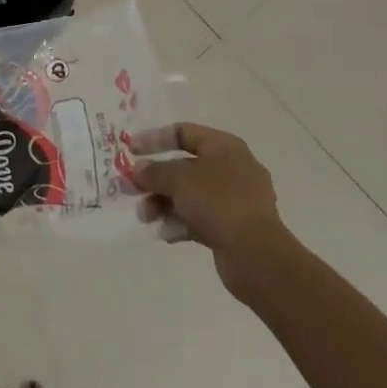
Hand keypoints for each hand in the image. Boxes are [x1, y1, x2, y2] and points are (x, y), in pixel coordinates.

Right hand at [130, 123, 290, 296]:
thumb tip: (138, 169)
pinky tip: (164, 234)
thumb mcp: (179, 179)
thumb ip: (155, 171)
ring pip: (189, 195)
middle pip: (184, 166)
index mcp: (224, 146)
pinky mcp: (232, 227)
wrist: (257, 255)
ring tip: (145, 217)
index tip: (131, 150)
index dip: (155, 139)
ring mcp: (234, 200)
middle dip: (155, 179)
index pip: (183, 132)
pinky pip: (199, 218)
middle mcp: (231, 168)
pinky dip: (180, 222)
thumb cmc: (218, 202)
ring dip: (163, 203)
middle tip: (130, 189)